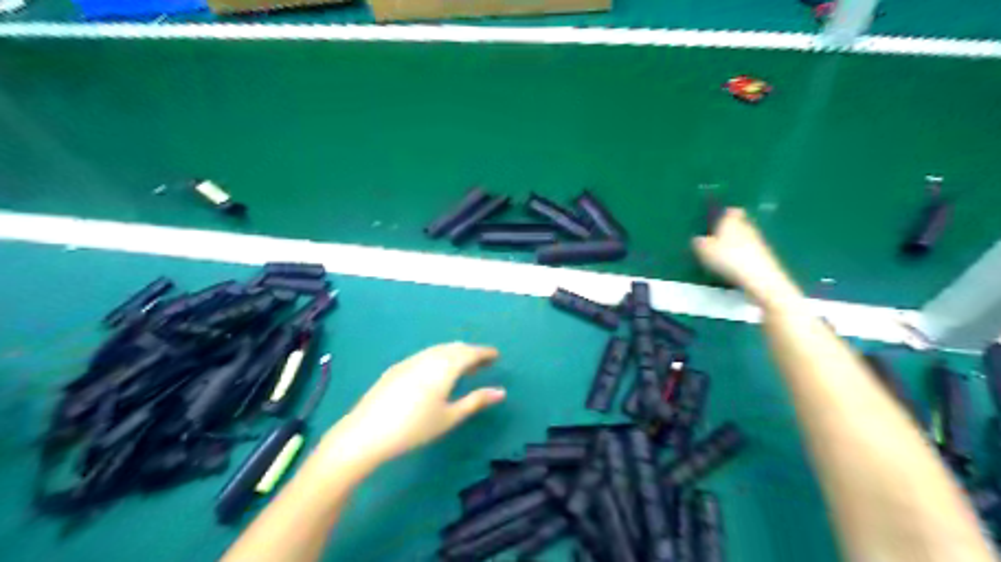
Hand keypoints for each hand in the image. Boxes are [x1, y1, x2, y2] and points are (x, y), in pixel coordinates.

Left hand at [321, 343, 503, 470]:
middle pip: (454, 348)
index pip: (470, 353)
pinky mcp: (397, 368)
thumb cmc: (414, 428)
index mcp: (444, 367)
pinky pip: (425, 355)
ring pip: (438, 350)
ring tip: (463, 368)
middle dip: (471, 352)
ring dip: (454, 354)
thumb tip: (500, 392)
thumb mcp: (449, 417)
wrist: (365, 433)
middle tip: (483, 363)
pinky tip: (436, 373)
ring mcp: (410, 361)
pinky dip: (439, 358)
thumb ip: (475, 401)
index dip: (485, 353)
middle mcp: (428, 357)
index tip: (497, 356)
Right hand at [694, 208, 803, 308]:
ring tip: (723, 255)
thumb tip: (697, 239)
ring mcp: (758, 241)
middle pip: (738, 224)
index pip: (730, 211)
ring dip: (735, 244)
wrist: (759, 276)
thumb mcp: (704, 250)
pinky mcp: (764, 255)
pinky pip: (749, 251)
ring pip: (744, 238)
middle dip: (728, 230)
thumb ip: (698, 242)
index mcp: (731, 220)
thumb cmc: (728, 258)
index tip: (715, 222)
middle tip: (715, 240)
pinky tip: (734, 266)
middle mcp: (747, 226)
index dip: (723, 215)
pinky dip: (742, 255)